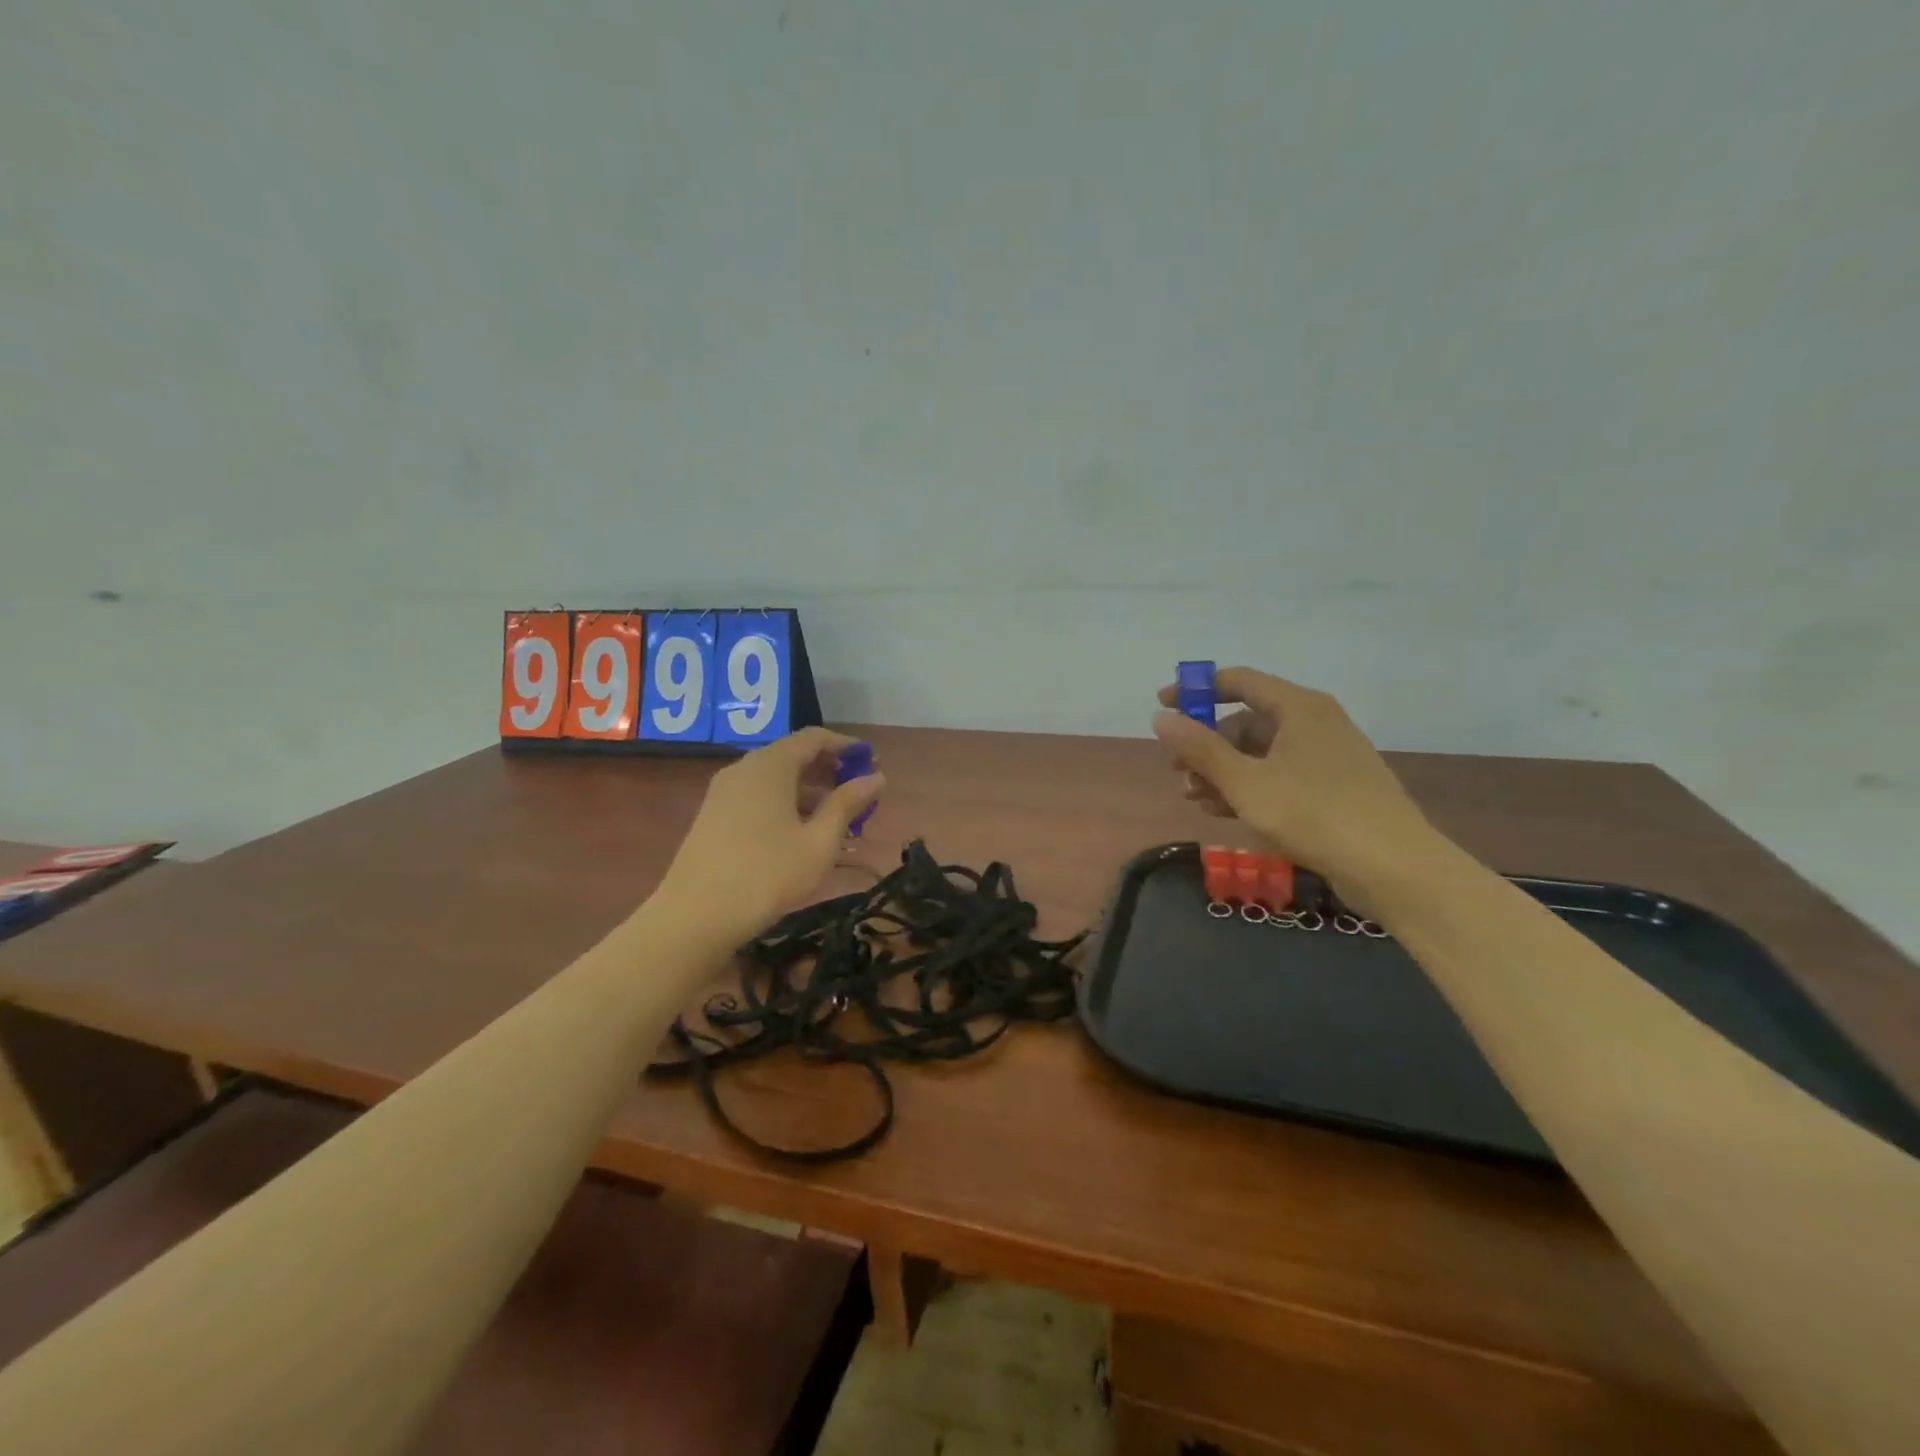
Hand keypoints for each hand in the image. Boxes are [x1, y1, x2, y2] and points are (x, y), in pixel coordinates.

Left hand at [657, 728, 884, 943]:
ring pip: (775, 778)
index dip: (846, 746)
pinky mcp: (713, 816)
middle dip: (829, 771)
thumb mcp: (819, 843)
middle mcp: (744, 769)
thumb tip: (877, 777)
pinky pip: (758, 796)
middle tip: (859, 796)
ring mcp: (724, 792)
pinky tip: (801, 835)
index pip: (814, 738)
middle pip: (793, 755)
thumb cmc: (766, 876)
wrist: (693, 918)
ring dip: (809, 791)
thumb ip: (848, 805)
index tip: (871, 762)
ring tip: (838, 820)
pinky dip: (785, 804)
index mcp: (770, 766)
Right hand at [1153, 668, 1432, 900]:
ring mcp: (1326, 757)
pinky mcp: (1333, 788)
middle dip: (1207, 745)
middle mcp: (1315, 723)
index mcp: (1298, 707)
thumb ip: (1200, 749)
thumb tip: (1160, 718)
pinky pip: (1279, 776)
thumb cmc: (1314, 814)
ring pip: (1260, 753)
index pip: (1238, 681)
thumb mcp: (1246, 782)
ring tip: (1196, 799)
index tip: (1162, 706)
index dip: (1196, 691)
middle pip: (1246, 720)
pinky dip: (1249, 788)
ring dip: (1223, 772)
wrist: (1393, 868)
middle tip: (1179, 772)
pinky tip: (1224, 812)